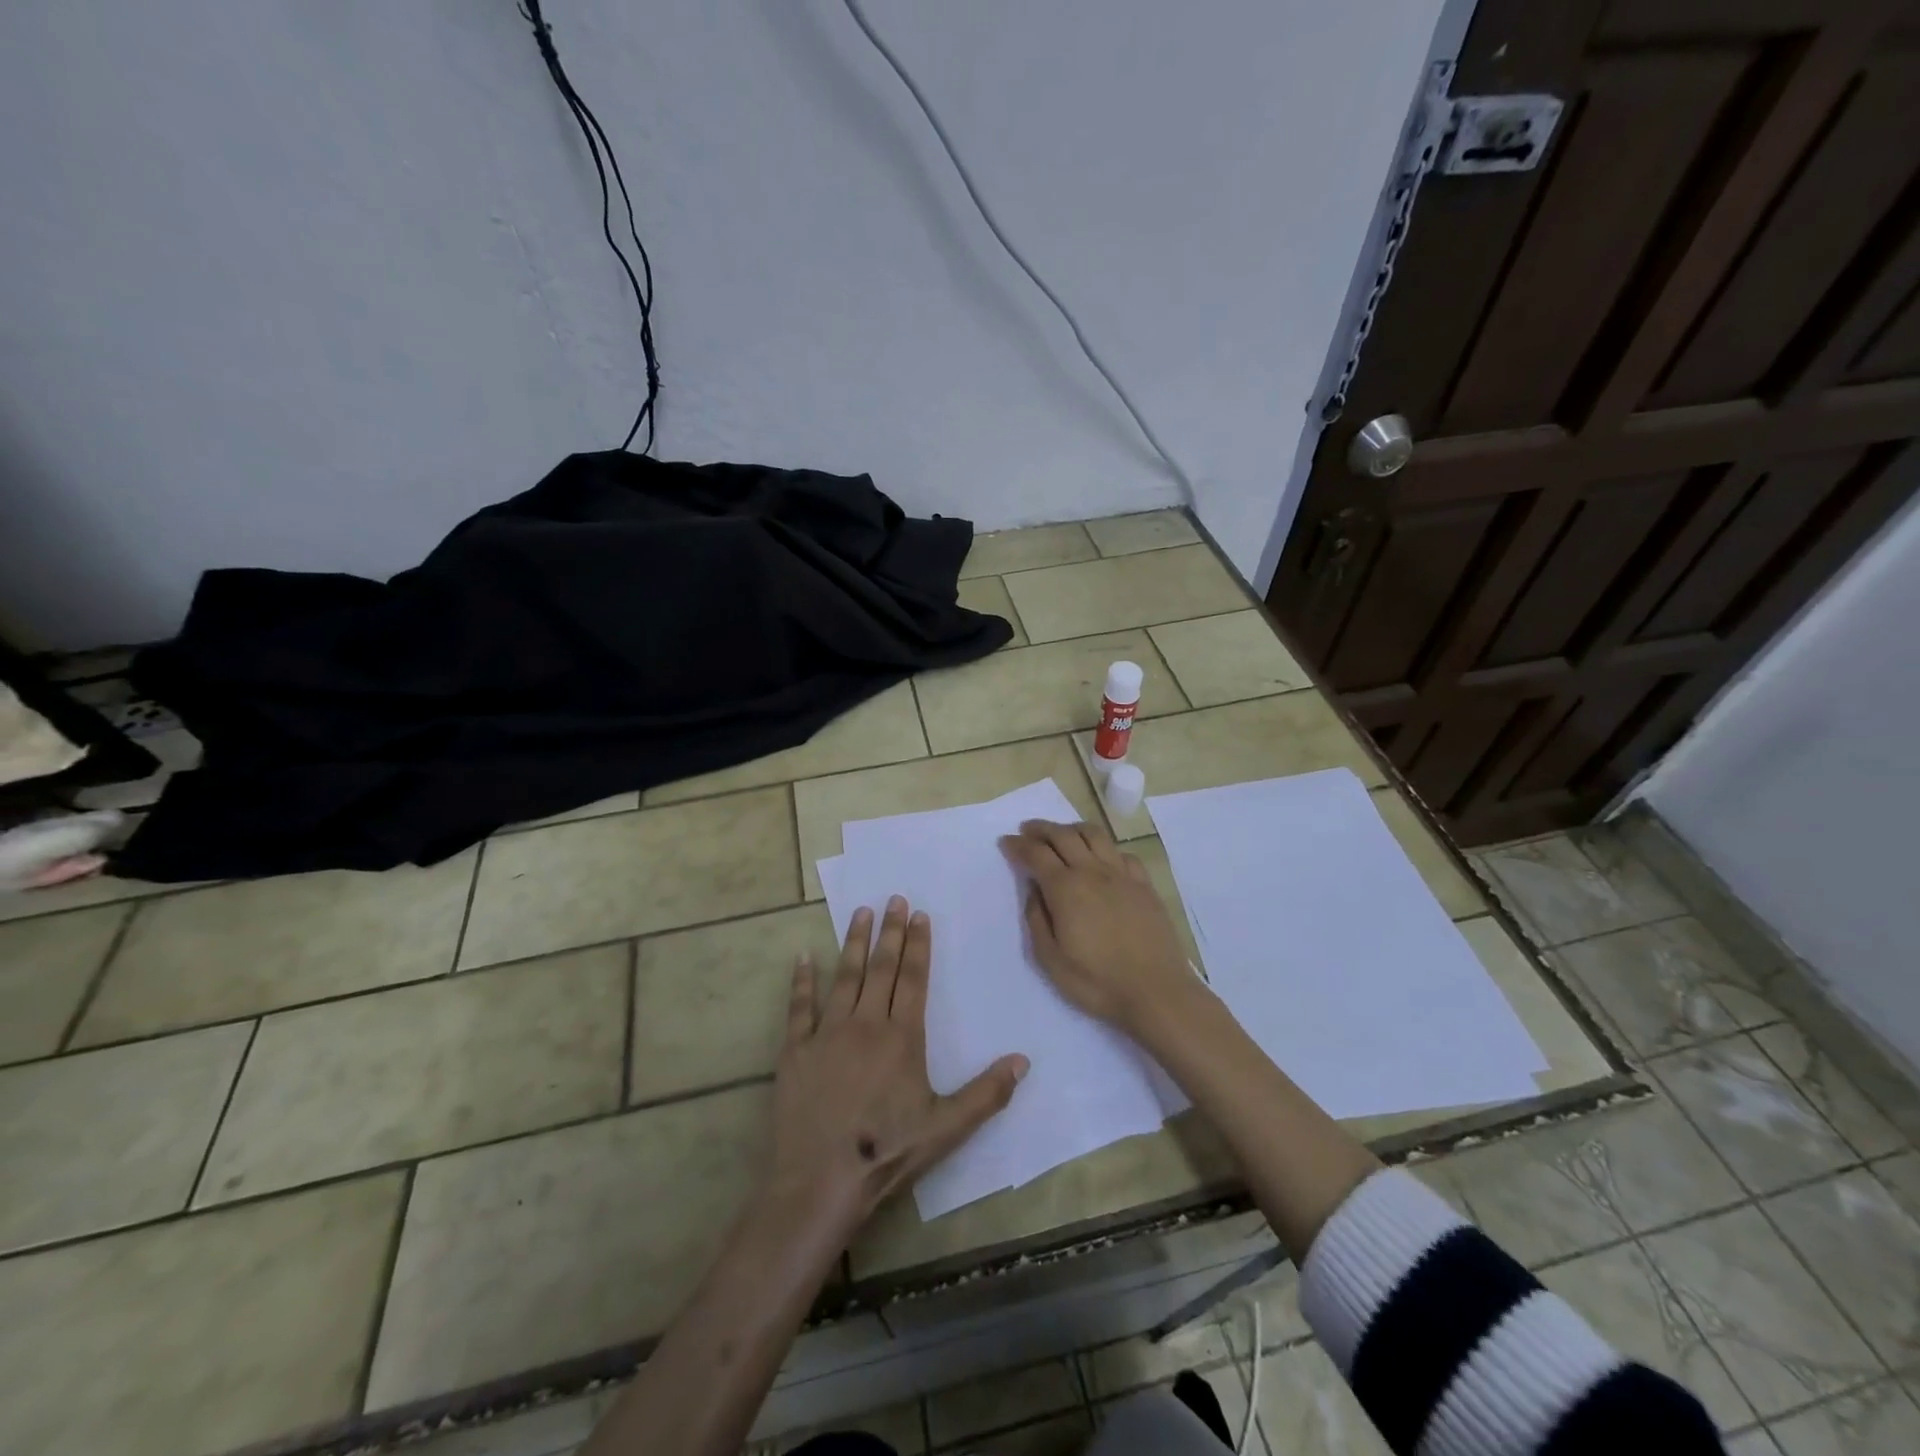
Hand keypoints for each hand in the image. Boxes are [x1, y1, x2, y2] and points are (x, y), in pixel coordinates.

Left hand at [767, 896, 1027, 1239]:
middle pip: (881, 968)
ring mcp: (827, 1033)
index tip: (919, 915)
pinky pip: (799, 1007)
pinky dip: (801, 980)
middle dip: (890, 932)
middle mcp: (865, 1024)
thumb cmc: (887, 1153)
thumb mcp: (946, 1128)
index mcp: (902, 1037)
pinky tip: (803, 956)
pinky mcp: (795, 1050)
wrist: (819, 1181)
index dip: (918, 945)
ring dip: (853, 942)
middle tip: (894, 898)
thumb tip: (1023, 1060)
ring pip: (844, 976)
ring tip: (860, 912)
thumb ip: (986, 1093)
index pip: (914, 979)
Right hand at [1000, 819, 1196, 1032]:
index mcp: (1066, 889)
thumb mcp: (1051, 960)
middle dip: (1041, 829)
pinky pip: (1121, 853)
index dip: (1018, 845)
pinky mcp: (1144, 884)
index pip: (1036, 854)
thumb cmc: (1098, 982)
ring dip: (1072, 829)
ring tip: (1062, 834)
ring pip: (1094, 835)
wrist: (1157, 992)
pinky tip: (1101, 859)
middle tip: (1027, 830)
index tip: (1006, 841)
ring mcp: (1122, 875)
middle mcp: (1093, 872)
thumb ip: (1037, 920)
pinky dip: (1104, 848)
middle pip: (1063, 835)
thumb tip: (1034, 891)